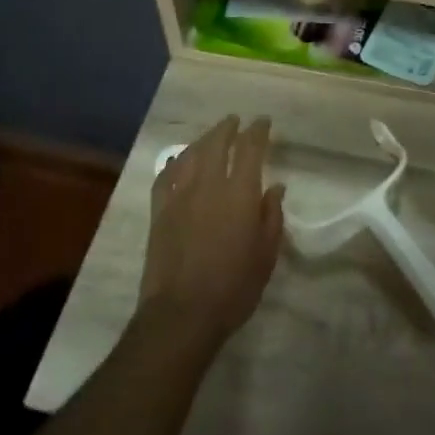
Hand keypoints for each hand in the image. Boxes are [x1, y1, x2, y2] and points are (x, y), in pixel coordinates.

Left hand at [139, 116, 285, 362]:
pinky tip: (179, 162)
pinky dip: (175, 163)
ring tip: (211, 137)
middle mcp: (208, 185)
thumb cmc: (234, 287)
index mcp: (240, 193)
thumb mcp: (266, 254)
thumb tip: (275, 187)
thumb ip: (271, 216)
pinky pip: (166, 176)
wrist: (182, 313)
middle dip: (227, 128)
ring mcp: (179, 196)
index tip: (263, 122)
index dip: (257, 131)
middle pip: (216, 143)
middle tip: (235, 121)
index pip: (249, 149)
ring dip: (203, 140)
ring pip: (190, 155)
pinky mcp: (159, 211)